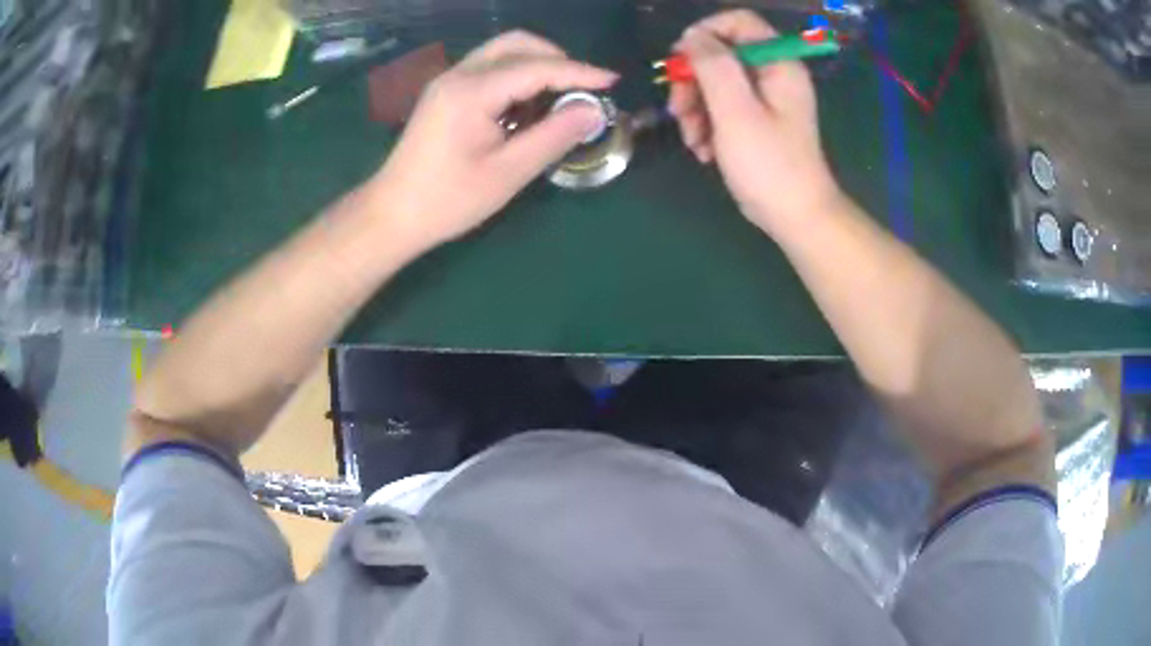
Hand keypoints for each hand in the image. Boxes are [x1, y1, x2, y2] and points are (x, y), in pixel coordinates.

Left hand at [371, 31, 616, 250]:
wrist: (392, 214)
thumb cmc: (448, 200)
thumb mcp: (508, 173)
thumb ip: (553, 137)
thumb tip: (593, 112)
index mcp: (472, 91)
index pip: (537, 67)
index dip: (579, 72)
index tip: (613, 81)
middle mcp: (458, 74)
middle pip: (517, 44)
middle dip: (557, 58)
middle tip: (582, 89)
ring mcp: (448, 81)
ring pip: (502, 52)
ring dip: (537, 65)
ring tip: (558, 99)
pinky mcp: (445, 92)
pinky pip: (489, 68)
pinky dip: (517, 76)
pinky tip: (526, 107)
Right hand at [668, 11, 842, 234]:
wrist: (795, 217)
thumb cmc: (769, 164)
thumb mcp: (735, 111)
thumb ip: (713, 65)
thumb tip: (693, 37)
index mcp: (777, 64)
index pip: (739, 22)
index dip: (705, 33)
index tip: (681, 60)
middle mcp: (773, 74)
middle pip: (721, 54)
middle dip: (693, 81)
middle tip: (679, 110)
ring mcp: (765, 99)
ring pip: (716, 83)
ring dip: (695, 108)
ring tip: (693, 140)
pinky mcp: (756, 120)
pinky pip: (722, 107)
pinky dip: (707, 125)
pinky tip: (704, 151)